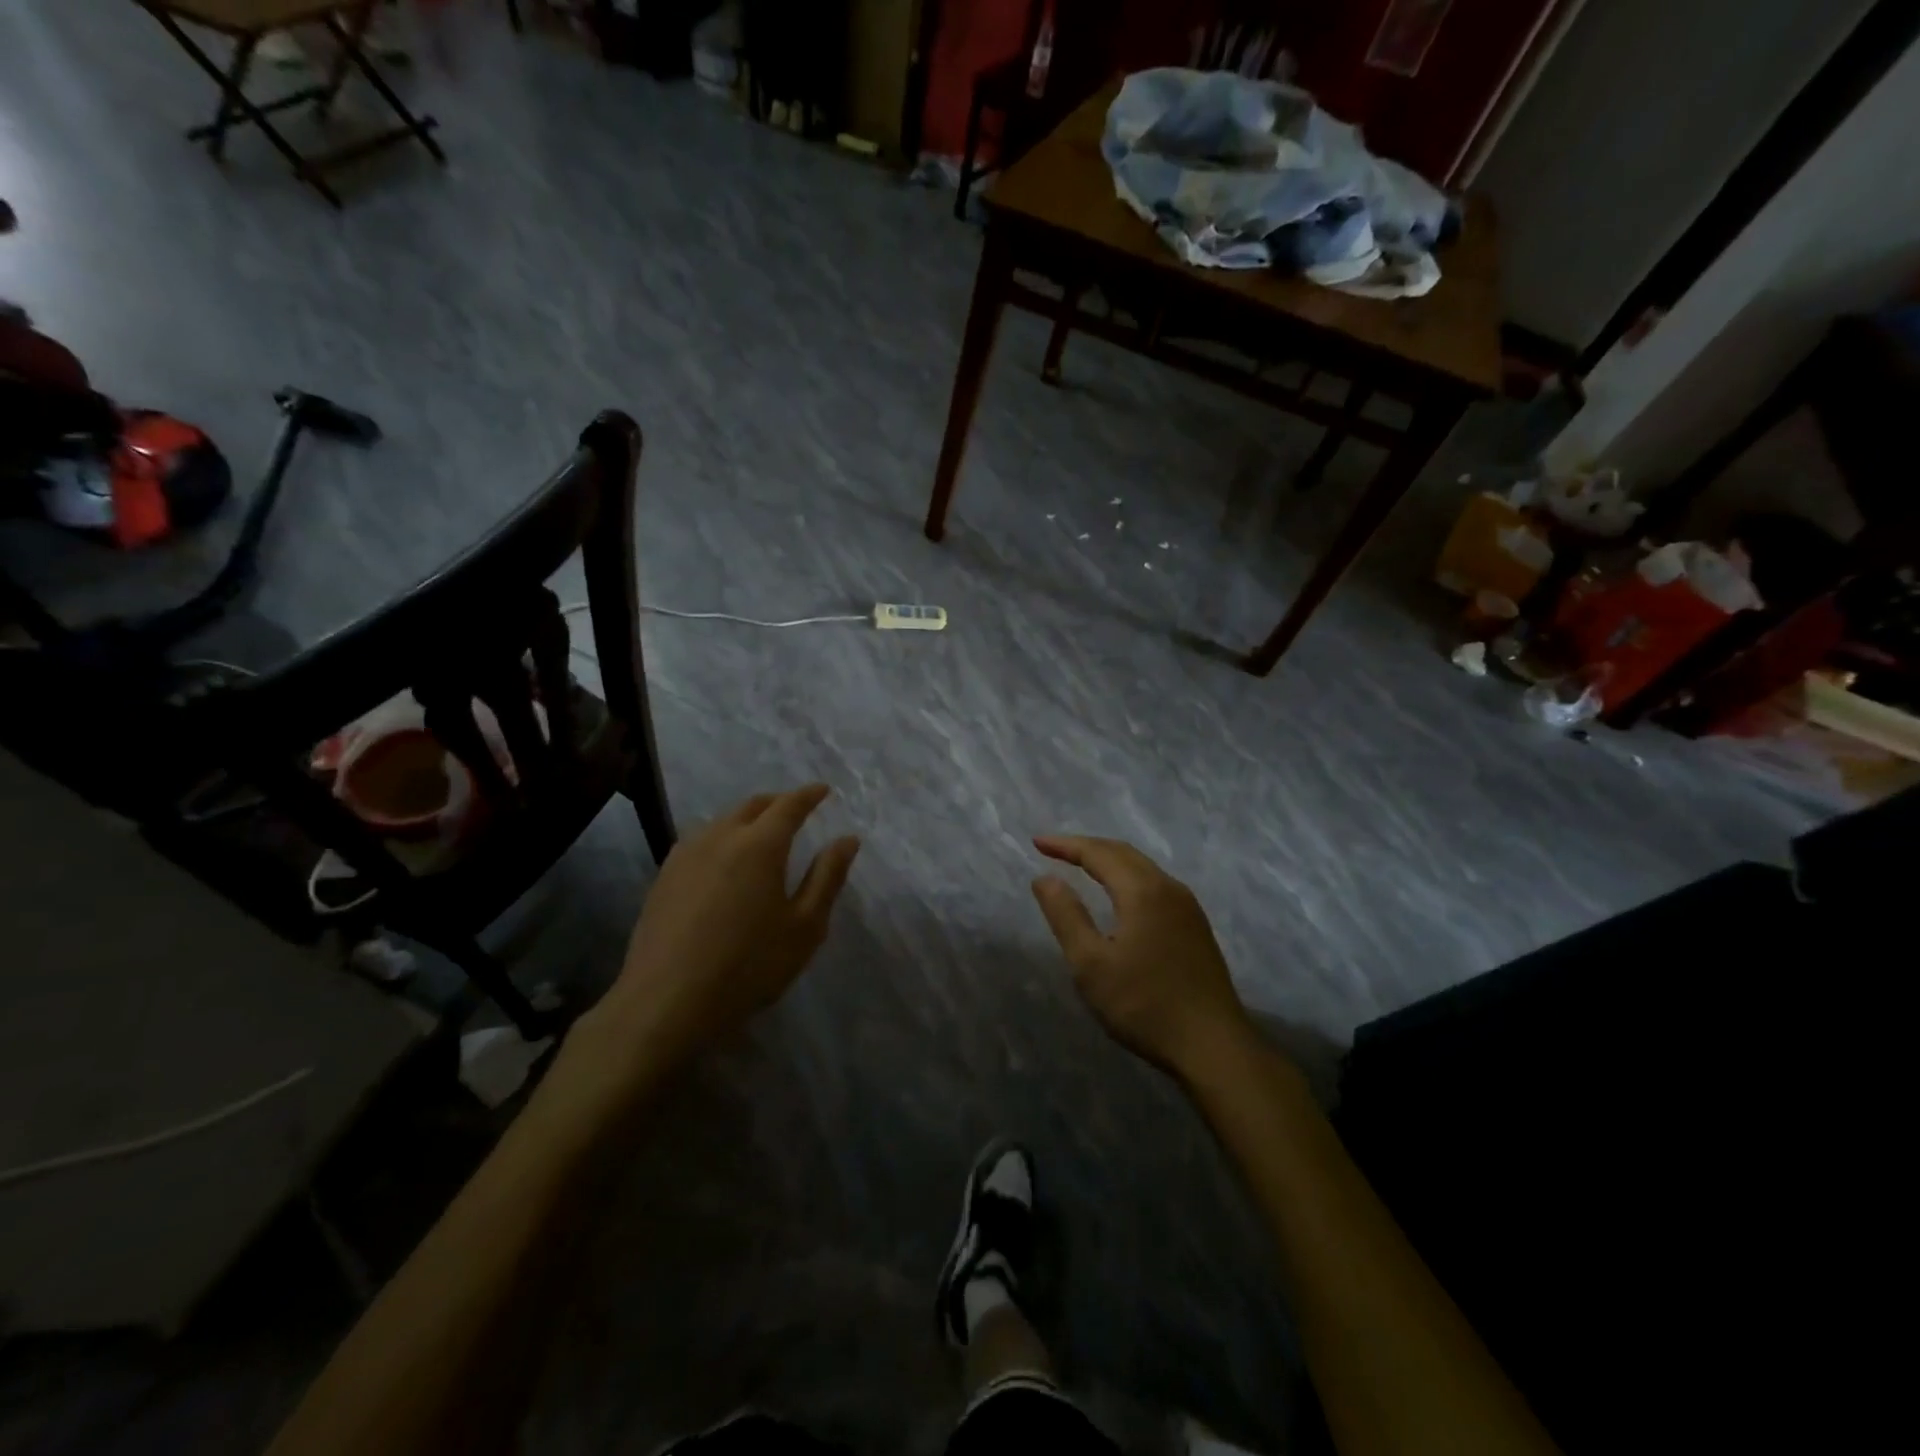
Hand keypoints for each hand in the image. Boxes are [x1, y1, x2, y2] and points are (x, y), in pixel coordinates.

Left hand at [594, 785, 859, 1067]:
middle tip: (796, 810)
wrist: (666, 1003)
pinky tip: (723, 862)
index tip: (823, 791)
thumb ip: (827, 877)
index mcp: (760, 845)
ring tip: (761, 835)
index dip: (809, 795)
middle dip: (778, 802)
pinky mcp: (663, 877)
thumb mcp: (804, 927)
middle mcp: (721, 837)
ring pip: (723, 821)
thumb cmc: (748, 966)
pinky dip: (721, 838)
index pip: (789, 805)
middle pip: (752, 806)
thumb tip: (847, 839)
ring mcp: (686, 855)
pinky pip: (700, 841)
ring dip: (747, 819)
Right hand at [1031, 835, 1250, 1079]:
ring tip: (1081, 865)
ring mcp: (1188, 907)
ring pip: (1142, 868)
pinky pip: (1155, 884)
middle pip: (1123, 853)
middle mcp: (1169, 888)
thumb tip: (1044, 878)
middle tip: (1054, 850)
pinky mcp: (1196, 927)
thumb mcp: (1091, 964)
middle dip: (1087, 847)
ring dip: (1109, 860)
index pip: (1098, 853)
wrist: (1213, 1046)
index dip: (1066, 845)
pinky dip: (1128, 877)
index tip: (1037, 843)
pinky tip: (1119, 895)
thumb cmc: (1144, 1005)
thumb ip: (1066, 916)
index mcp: (1143, 891)